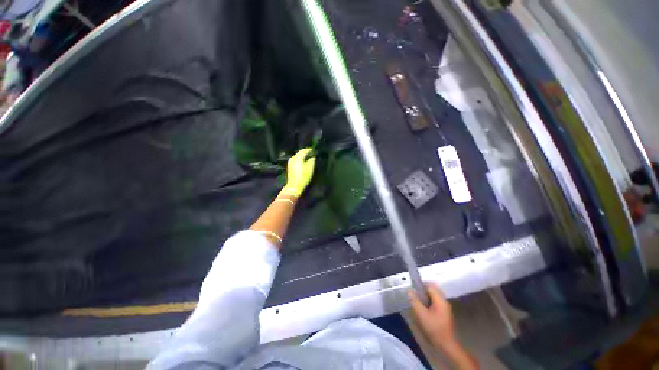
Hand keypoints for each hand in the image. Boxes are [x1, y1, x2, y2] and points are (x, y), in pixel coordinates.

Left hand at [281, 148, 315, 197]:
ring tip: (309, 159)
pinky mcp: (289, 167)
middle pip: (300, 153)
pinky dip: (300, 160)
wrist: (294, 186)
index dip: (310, 150)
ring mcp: (290, 162)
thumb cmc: (303, 177)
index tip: (315, 151)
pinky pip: (295, 160)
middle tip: (312, 155)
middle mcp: (292, 158)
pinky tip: (304, 163)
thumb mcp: (310, 168)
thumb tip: (313, 156)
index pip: (304, 150)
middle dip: (306, 153)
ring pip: (297, 156)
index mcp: (297, 157)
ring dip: (303, 157)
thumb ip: (312, 160)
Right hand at [408, 284, 455, 348]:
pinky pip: (434, 302)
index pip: (429, 285)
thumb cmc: (434, 328)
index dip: (420, 285)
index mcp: (440, 300)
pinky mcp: (444, 313)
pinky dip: (428, 301)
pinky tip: (422, 307)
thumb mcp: (422, 314)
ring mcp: (445, 307)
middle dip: (422, 290)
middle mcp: (444, 301)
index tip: (412, 288)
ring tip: (416, 300)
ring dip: (424, 296)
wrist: (446, 345)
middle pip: (432, 290)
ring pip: (433, 296)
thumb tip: (408, 290)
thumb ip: (414, 301)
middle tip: (413, 294)